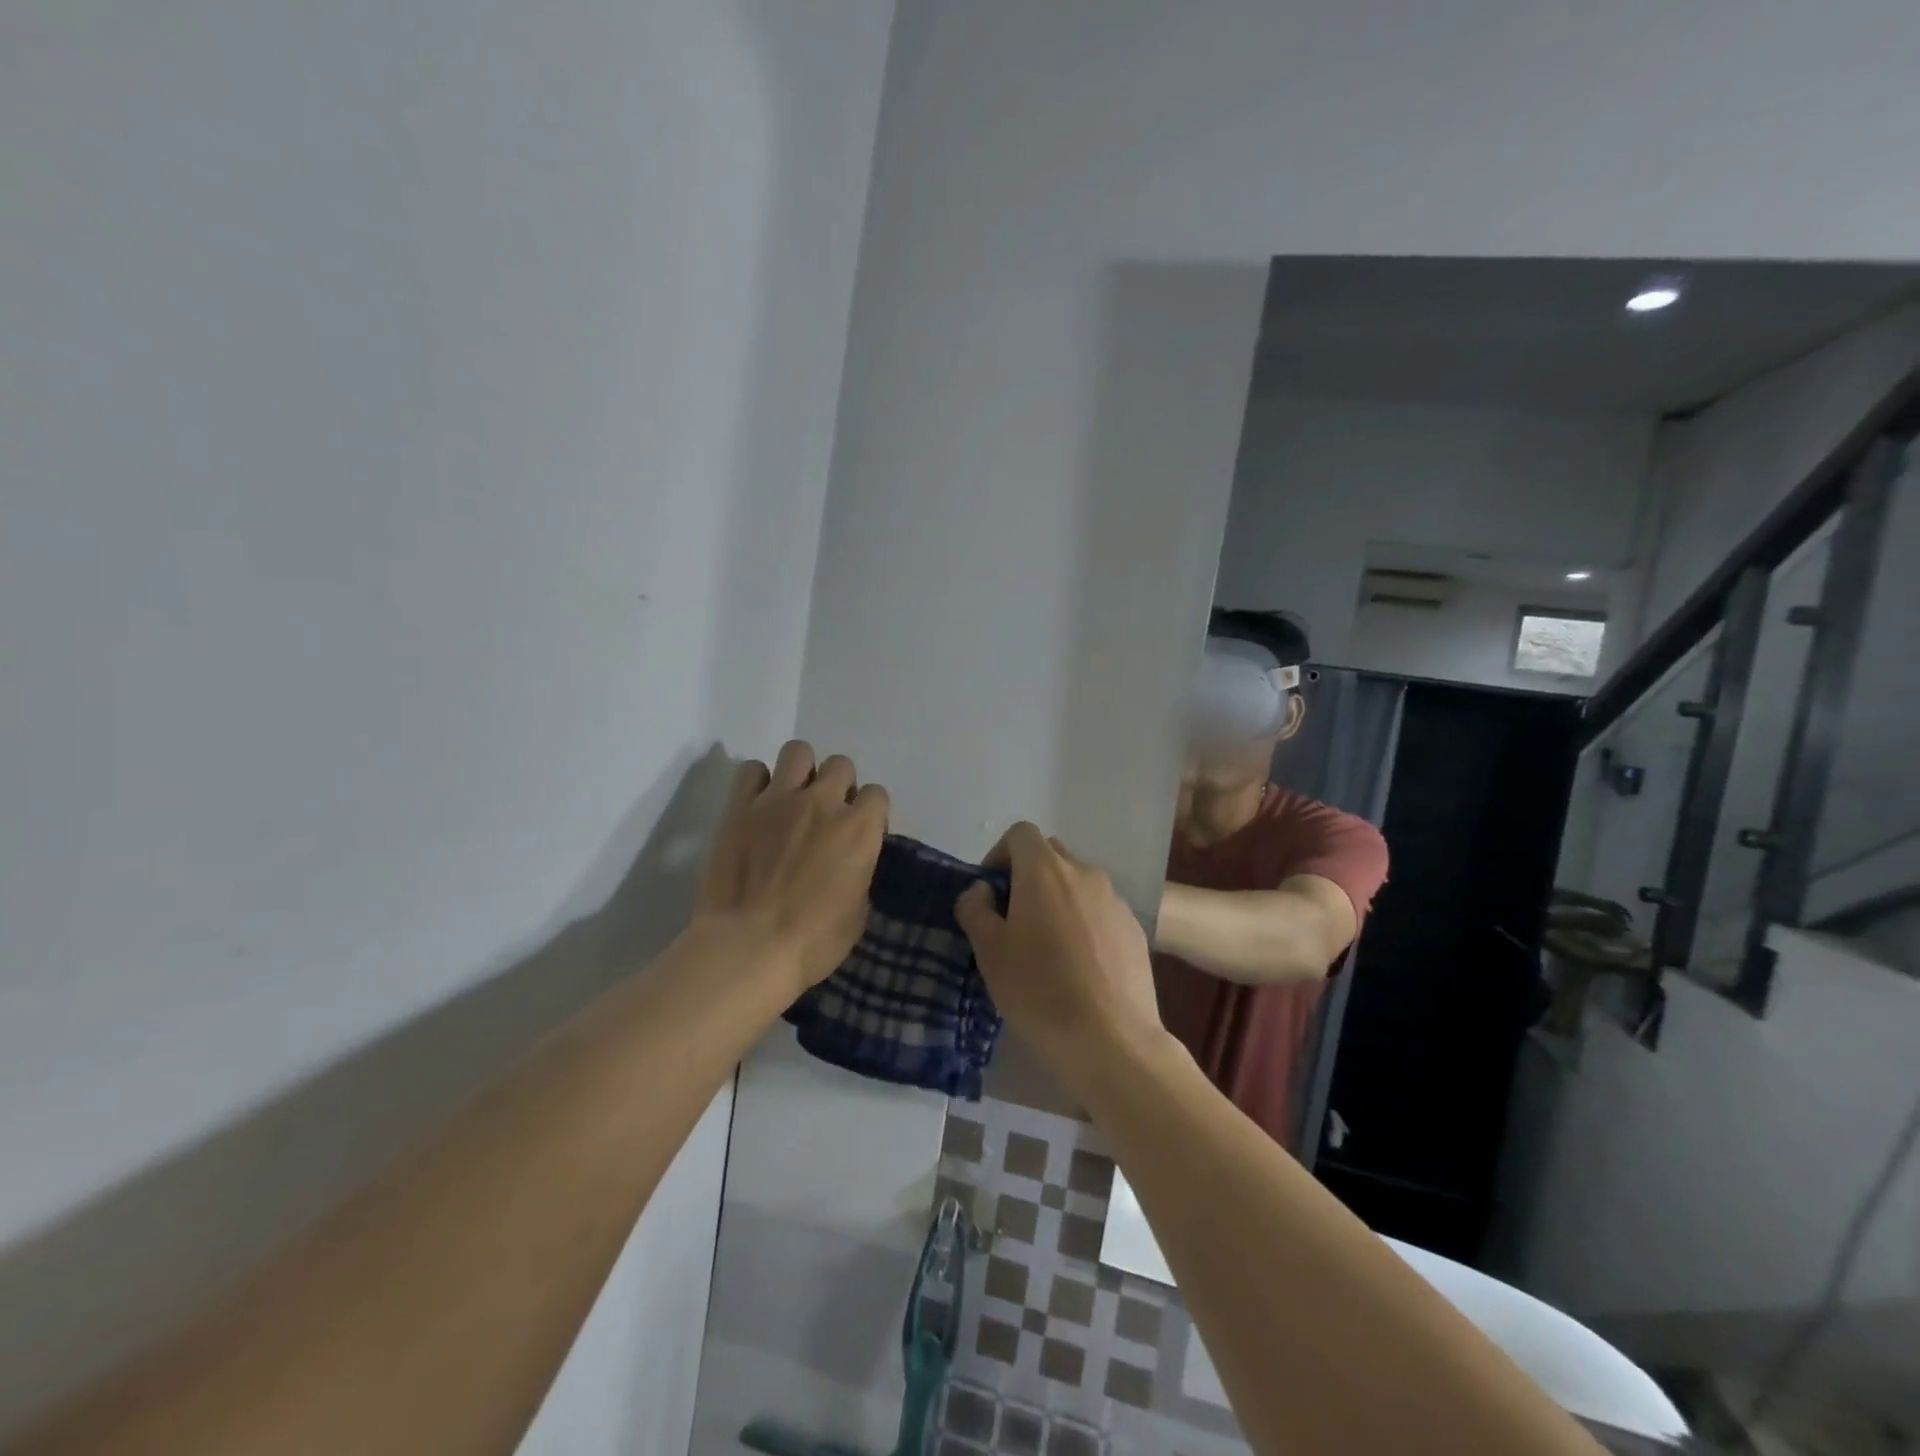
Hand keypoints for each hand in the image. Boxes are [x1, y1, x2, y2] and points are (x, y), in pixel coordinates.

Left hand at [696, 741, 888, 993]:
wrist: (748, 947)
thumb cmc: (812, 942)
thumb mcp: (858, 913)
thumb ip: (859, 873)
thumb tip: (851, 863)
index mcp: (859, 829)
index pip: (877, 794)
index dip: (869, 813)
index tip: (859, 833)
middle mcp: (822, 802)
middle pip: (841, 765)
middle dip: (838, 786)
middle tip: (825, 815)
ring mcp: (778, 798)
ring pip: (798, 751)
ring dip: (801, 771)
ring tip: (793, 798)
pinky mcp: (740, 806)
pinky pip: (751, 770)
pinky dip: (758, 782)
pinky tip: (758, 804)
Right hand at [954, 823, 1162, 1078]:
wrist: (1111, 1037)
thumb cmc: (1039, 989)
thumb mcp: (989, 951)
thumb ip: (976, 909)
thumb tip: (981, 891)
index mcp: (1045, 870)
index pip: (1021, 833)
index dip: (1000, 854)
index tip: (991, 892)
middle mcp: (1084, 873)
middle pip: (1051, 855)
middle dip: (1028, 876)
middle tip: (1014, 919)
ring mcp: (1115, 900)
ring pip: (1078, 884)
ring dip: (1058, 900)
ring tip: (1048, 949)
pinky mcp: (1134, 929)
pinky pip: (1101, 912)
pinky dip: (1084, 923)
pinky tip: (1079, 967)